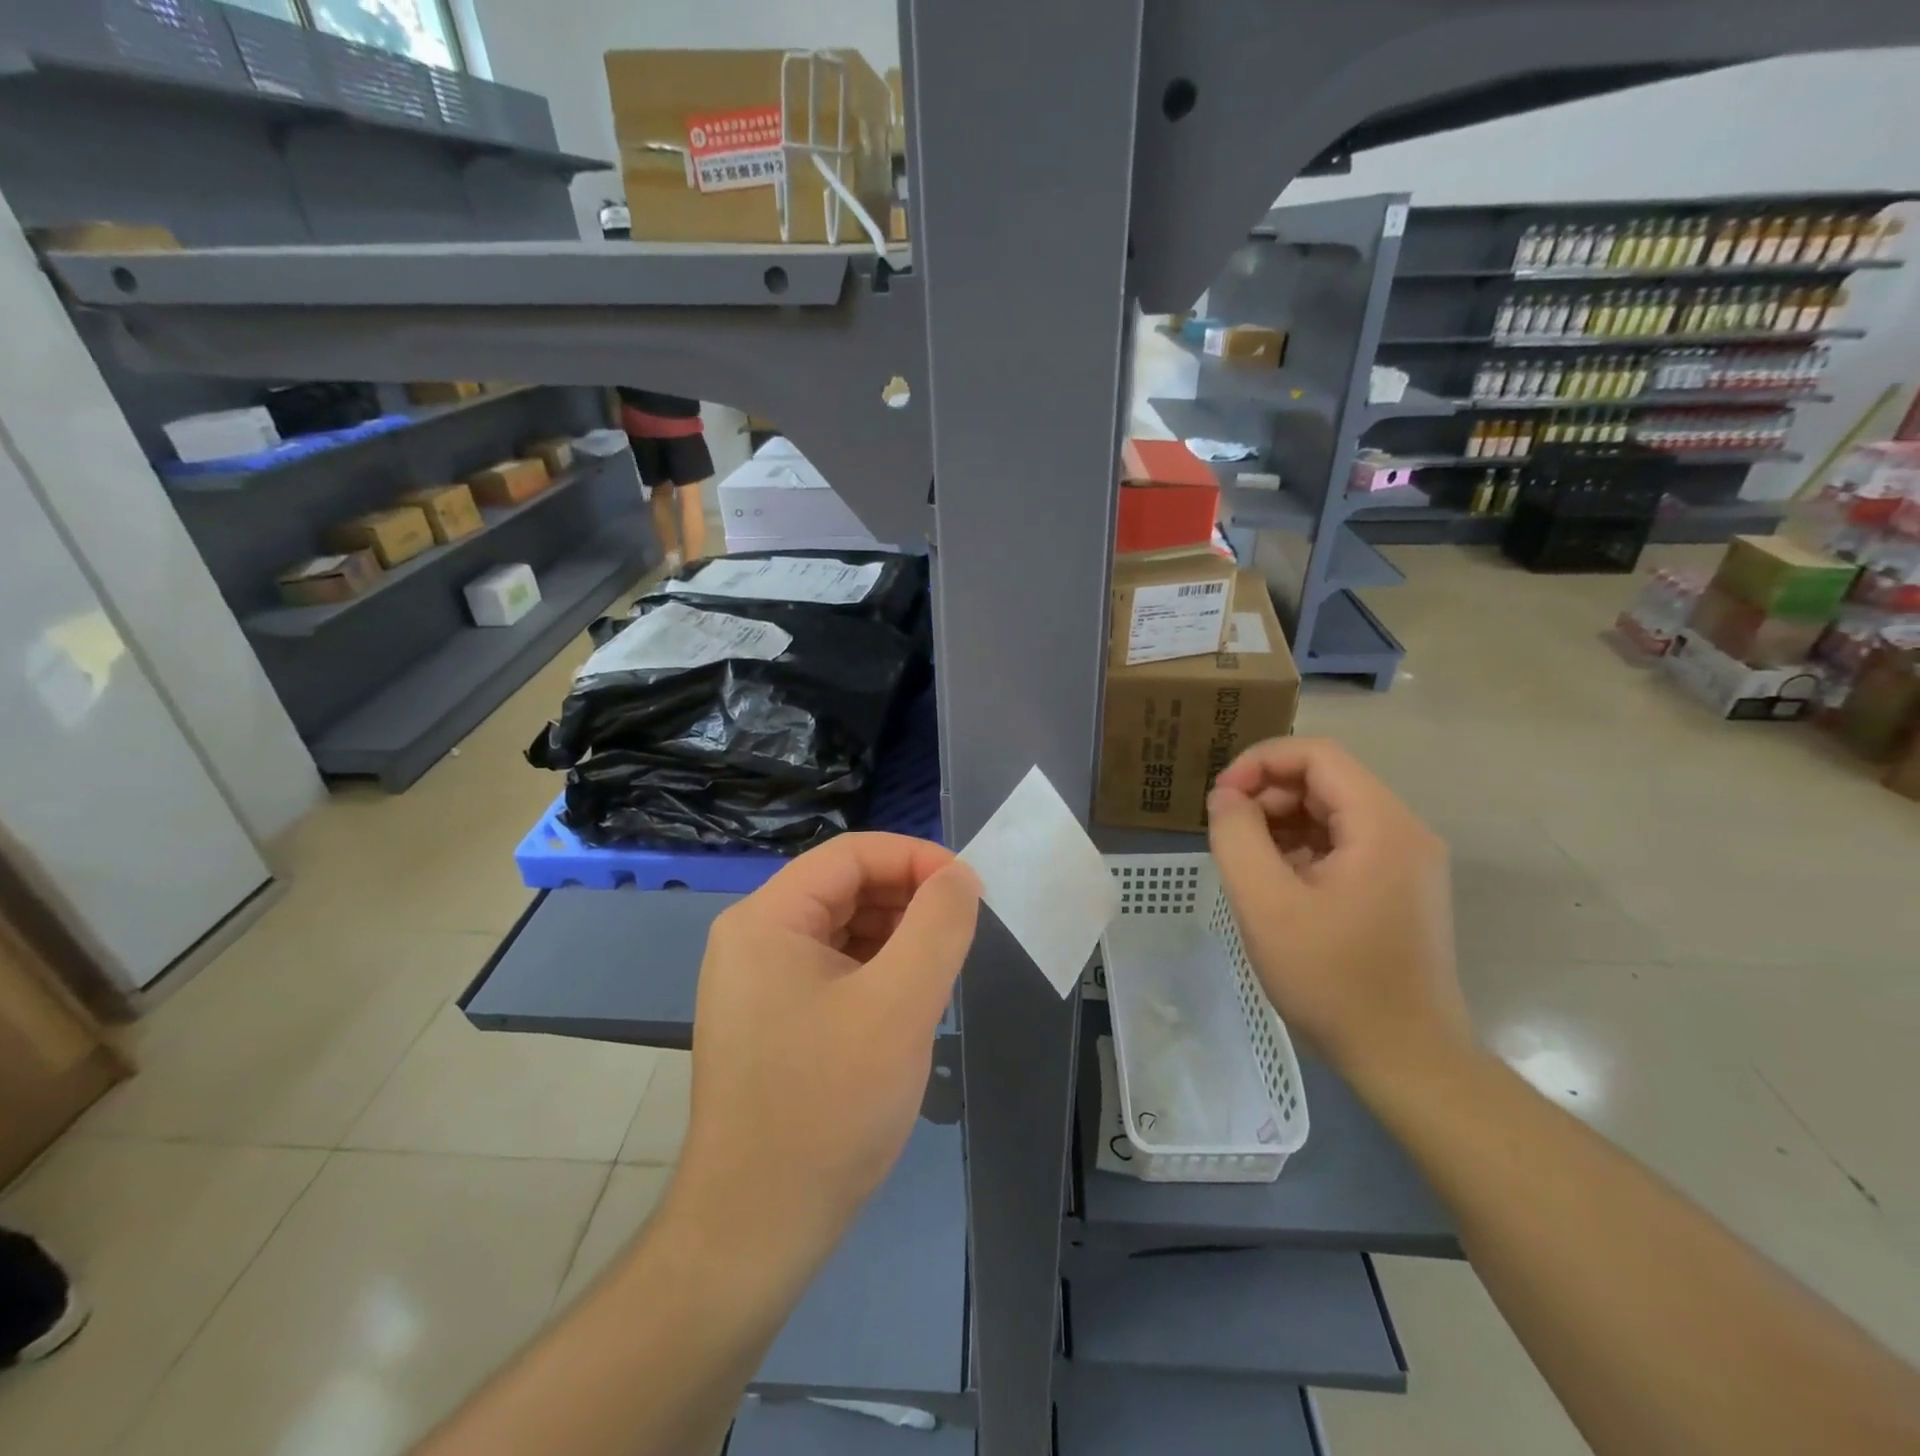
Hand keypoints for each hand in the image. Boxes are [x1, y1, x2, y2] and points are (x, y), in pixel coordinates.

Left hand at [679, 833, 979, 1258]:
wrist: (756, 1229)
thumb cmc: (829, 1106)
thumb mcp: (901, 1004)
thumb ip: (938, 925)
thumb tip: (959, 876)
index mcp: (767, 918)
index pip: (851, 854)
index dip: (916, 859)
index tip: (970, 889)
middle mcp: (753, 938)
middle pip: (844, 888)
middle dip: (908, 900)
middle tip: (962, 935)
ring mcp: (757, 982)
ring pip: (842, 930)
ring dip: (896, 938)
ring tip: (940, 973)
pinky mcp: (770, 1019)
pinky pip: (832, 970)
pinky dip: (876, 972)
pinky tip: (907, 1005)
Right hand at [1206, 738, 1471, 1089]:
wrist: (1406, 1061)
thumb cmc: (1334, 981)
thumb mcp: (1266, 905)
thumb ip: (1236, 837)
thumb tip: (1225, 797)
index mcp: (1382, 825)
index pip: (1317, 755)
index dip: (1260, 762)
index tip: (1220, 797)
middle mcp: (1404, 832)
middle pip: (1326, 780)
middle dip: (1267, 795)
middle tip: (1226, 832)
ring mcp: (1405, 862)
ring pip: (1331, 813)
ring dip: (1280, 823)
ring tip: (1245, 862)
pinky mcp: (1398, 889)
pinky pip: (1342, 845)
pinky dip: (1301, 850)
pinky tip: (1275, 885)